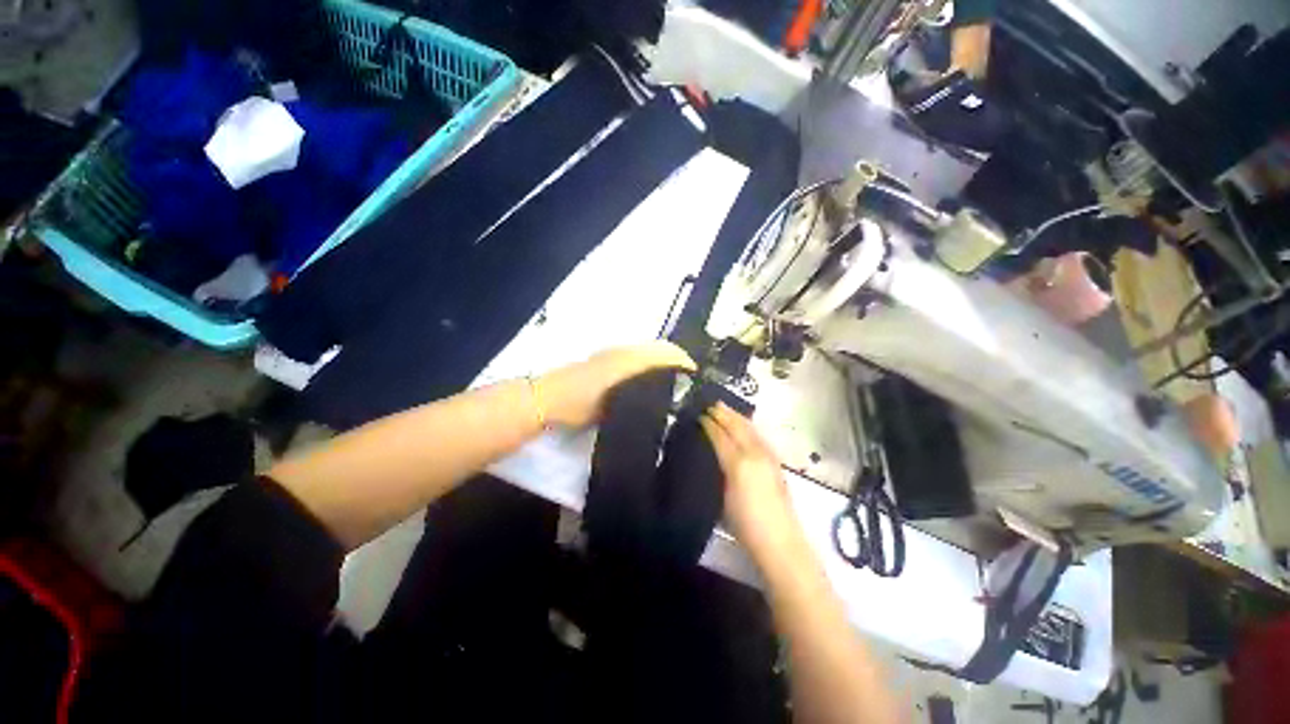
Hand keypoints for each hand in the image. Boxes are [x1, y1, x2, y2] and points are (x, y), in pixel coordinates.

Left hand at [537, 341, 696, 427]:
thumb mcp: (614, 404)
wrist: (548, 398)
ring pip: (647, 350)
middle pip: (659, 347)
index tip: (696, 374)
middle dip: (676, 358)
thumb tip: (666, 395)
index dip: (683, 360)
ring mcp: (613, 353)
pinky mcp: (606, 358)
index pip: (664, 352)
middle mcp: (624, 350)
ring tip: (673, 379)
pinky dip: (650, 362)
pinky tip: (649, 379)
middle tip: (688, 378)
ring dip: (663, 360)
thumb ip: (641, 395)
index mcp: (629, 359)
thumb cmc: (580, 403)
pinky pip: (636, 355)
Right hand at [701, 403, 805, 562]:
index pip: (720, 435)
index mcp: (738, 462)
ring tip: (726, 409)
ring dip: (737, 417)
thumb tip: (714, 454)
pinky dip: (748, 428)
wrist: (780, 542)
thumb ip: (719, 470)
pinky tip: (745, 428)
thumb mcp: (722, 497)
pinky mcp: (776, 464)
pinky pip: (759, 437)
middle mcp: (754, 454)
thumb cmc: (745, 524)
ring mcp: (768, 457)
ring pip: (750, 429)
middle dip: (724, 413)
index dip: (709, 423)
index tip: (699, 413)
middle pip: (737, 426)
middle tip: (711, 403)